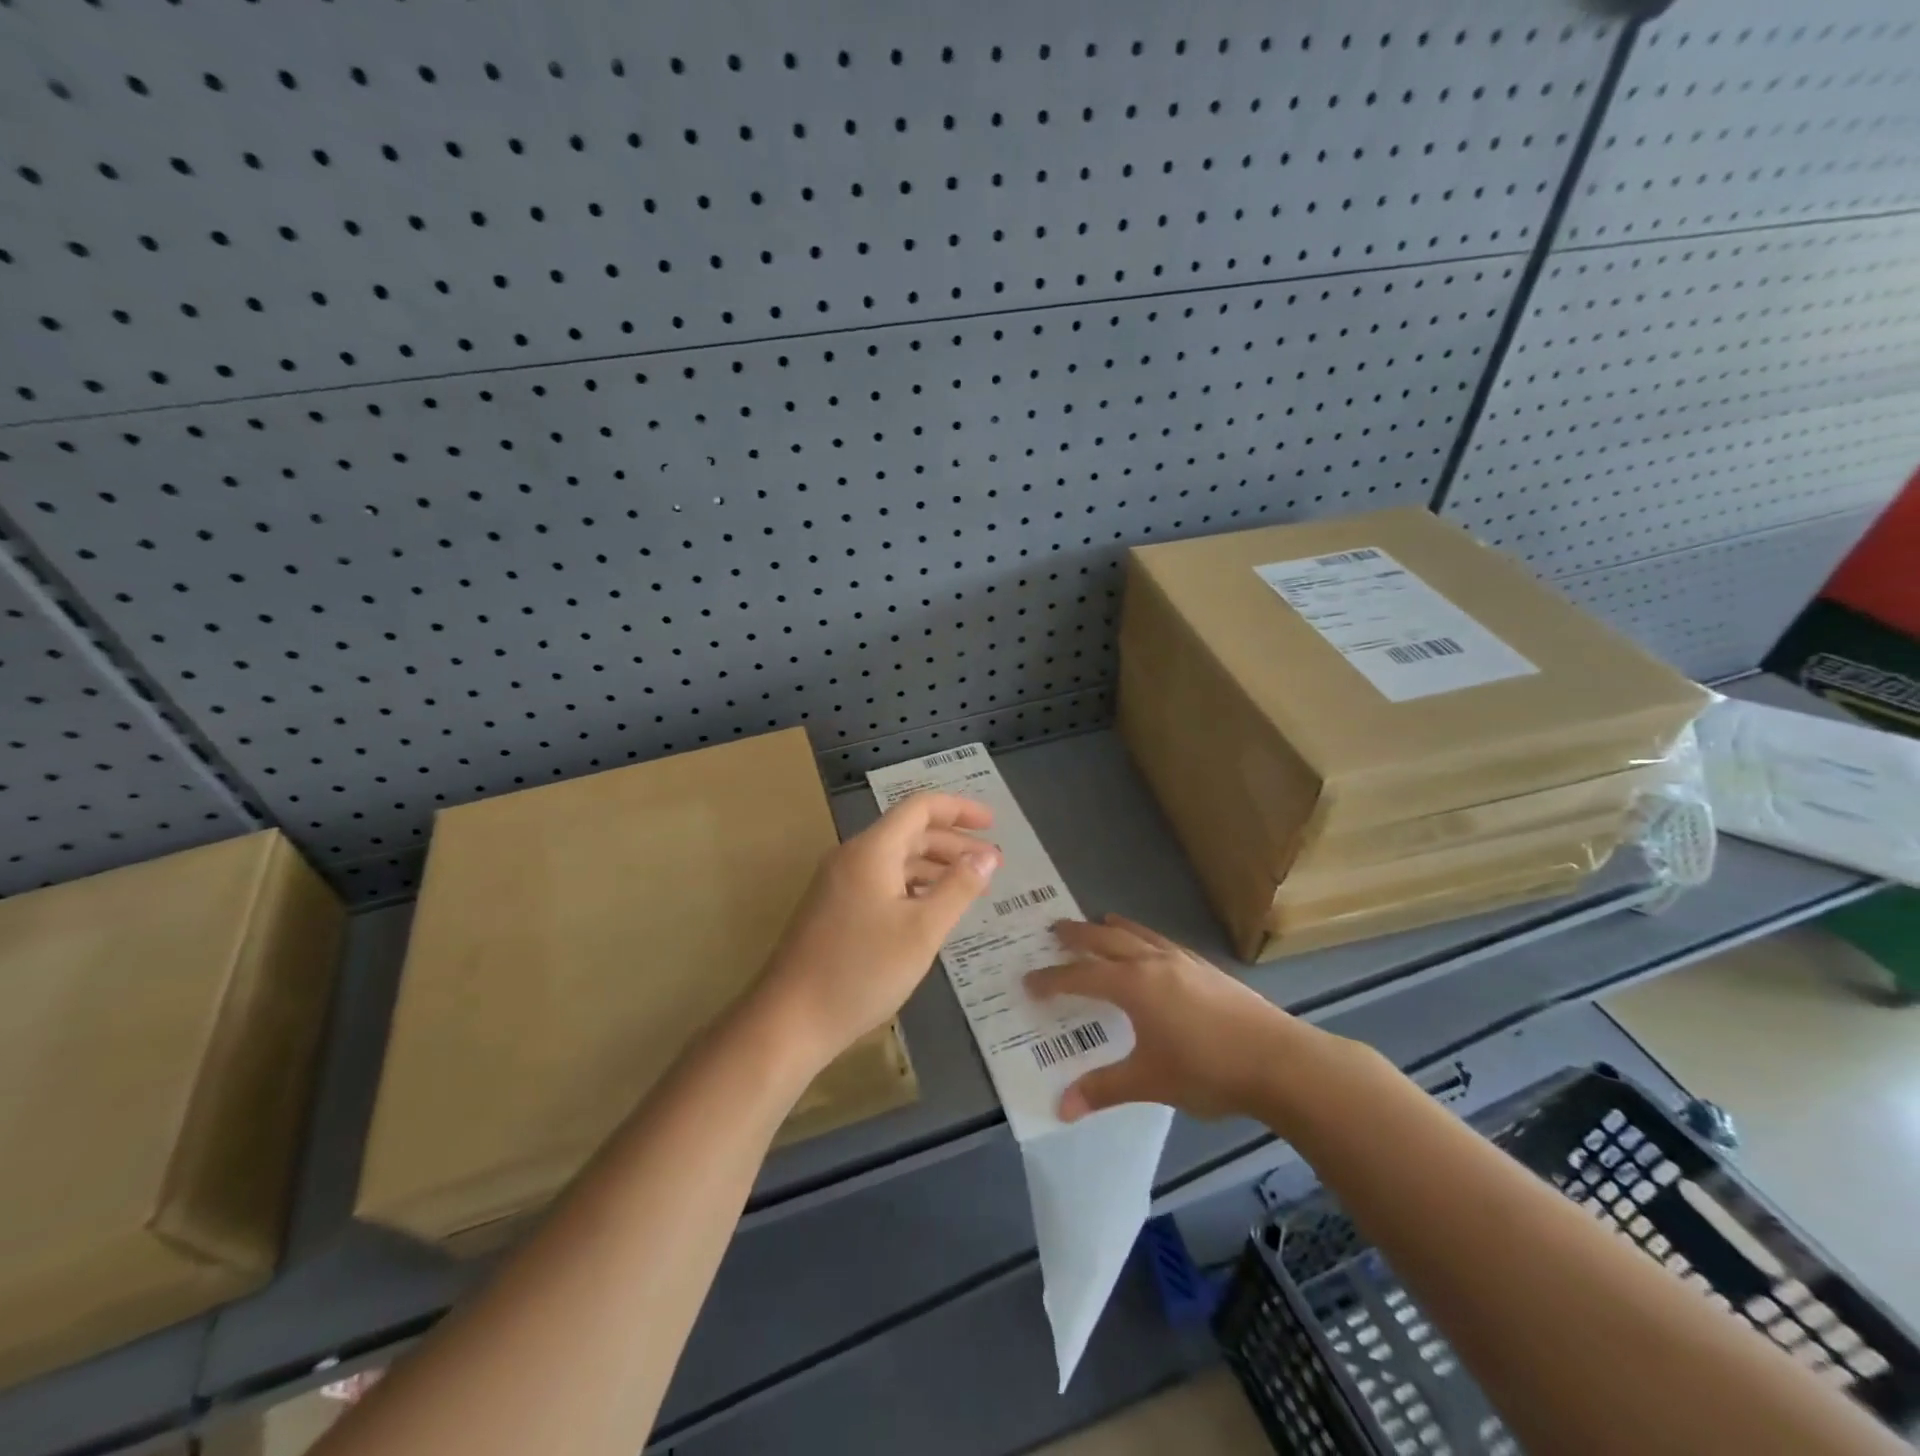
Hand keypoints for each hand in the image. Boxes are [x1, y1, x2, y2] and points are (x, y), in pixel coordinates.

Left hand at [753, 792, 999, 1071]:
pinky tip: (931, 910)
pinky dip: (912, 886)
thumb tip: (986, 855)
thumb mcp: (922, 930)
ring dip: (934, 866)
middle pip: (909, 833)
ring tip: (970, 886)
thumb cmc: (861, 971)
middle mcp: (852, 857)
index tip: (993, 824)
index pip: (920, 808)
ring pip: (895, 860)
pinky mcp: (833, 909)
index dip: (959, 809)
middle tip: (992, 862)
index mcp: (872, 850)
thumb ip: (958, 888)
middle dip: (953, 842)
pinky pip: (881, 882)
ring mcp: (838, 883)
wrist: (790, 1020)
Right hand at [1025, 914, 1316, 1121]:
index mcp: (1133, 985)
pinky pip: (1162, 942)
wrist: (1279, 1060)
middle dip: (1078, 936)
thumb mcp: (1150, 1082)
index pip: (1081, 976)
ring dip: (1113, 928)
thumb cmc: (1207, 1069)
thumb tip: (1060, 1107)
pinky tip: (1152, 949)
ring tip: (1100, 922)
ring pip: (1138, 935)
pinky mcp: (1206, 968)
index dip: (1052, 979)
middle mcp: (1153, 962)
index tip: (1029, 980)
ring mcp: (1183, 961)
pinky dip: (1144, 938)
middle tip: (1054, 929)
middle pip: (1106, 940)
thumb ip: (1104, 1089)